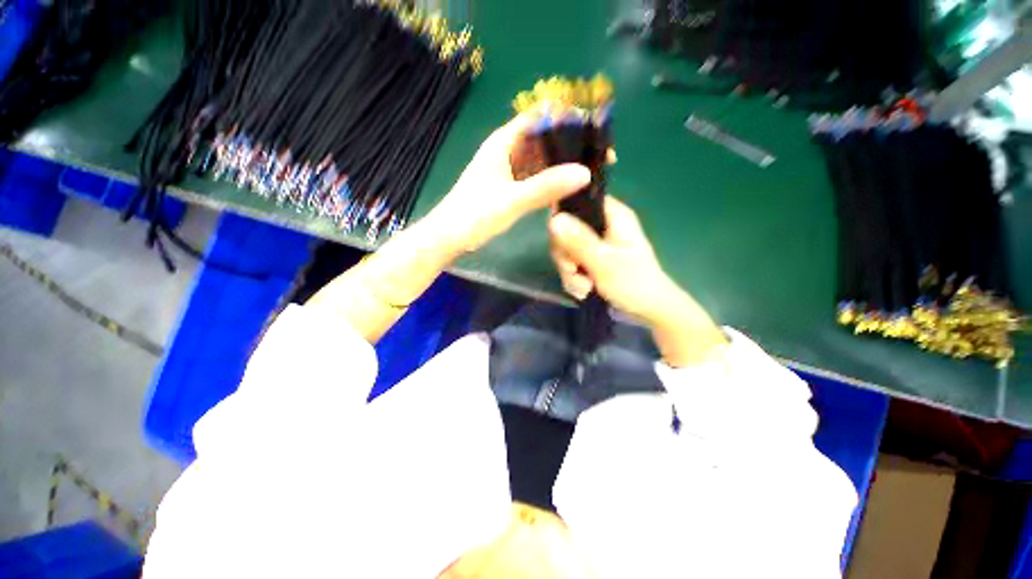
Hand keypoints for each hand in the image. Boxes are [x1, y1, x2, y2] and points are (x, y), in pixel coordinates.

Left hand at [424, 115, 591, 254]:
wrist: (449, 237)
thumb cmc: (474, 214)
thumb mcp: (512, 200)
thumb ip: (546, 187)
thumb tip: (584, 173)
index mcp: (504, 142)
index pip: (540, 118)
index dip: (568, 121)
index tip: (594, 134)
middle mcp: (508, 150)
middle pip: (544, 140)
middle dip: (571, 146)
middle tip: (600, 159)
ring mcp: (509, 170)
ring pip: (542, 161)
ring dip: (563, 165)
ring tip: (591, 173)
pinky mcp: (510, 187)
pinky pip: (536, 178)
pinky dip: (552, 182)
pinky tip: (569, 189)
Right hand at [550, 196, 727, 365]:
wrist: (649, 310)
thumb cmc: (634, 283)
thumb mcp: (604, 262)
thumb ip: (579, 241)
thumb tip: (553, 219)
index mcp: (612, 216)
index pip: (578, 202)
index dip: (562, 218)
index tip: (560, 243)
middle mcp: (602, 225)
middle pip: (566, 229)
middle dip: (566, 256)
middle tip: (573, 270)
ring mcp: (597, 244)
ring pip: (567, 250)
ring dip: (570, 272)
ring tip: (584, 288)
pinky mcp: (593, 259)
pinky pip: (572, 264)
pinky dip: (574, 279)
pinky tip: (583, 291)